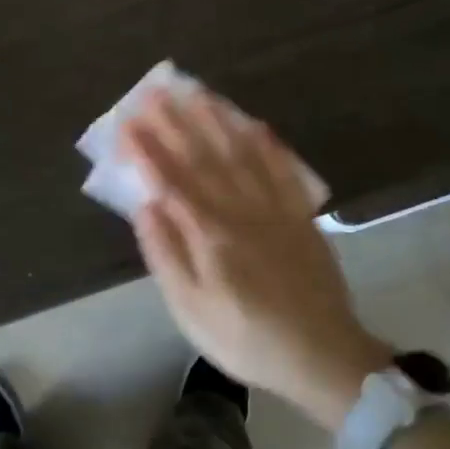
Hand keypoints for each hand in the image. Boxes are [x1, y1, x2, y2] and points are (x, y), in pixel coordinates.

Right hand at [121, 90, 391, 430]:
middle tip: (154, 92)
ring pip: (242, 154)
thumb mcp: (191, 310)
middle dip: (176, 123)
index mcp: (210, 235)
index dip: (147, 149)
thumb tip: (146, 205)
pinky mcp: (301, 215)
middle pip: (203, 158)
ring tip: (197, 93)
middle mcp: (242, 211)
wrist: (322, 356)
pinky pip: (283, 169)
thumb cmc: (245, 339)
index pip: (171, 180)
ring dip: (217, 121)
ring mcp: (276, 209)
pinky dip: (267, 144)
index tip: (127, 121)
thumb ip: (166, 254)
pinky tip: (254, 124)